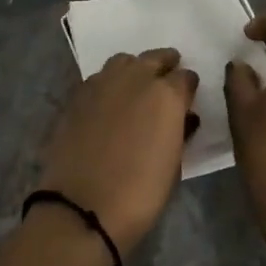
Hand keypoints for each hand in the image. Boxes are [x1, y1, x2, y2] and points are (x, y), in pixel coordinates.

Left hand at [39, 49, 199, 255]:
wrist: (84, 207)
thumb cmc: (140, 193)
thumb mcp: (174, 163)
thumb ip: (179, 130)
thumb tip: (182, 117)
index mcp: (166, 95)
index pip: (185, 77)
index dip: (188, 87)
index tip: (189, 97)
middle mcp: (134, 79)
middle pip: (154, 58)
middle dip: (164, 65)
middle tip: (167, 78)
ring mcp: (102, 84)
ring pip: (123, 62)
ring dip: (134, 69)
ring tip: (137, 85)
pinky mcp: (77, 96)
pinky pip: (99, 78)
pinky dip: (108, 84)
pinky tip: (109, 102)